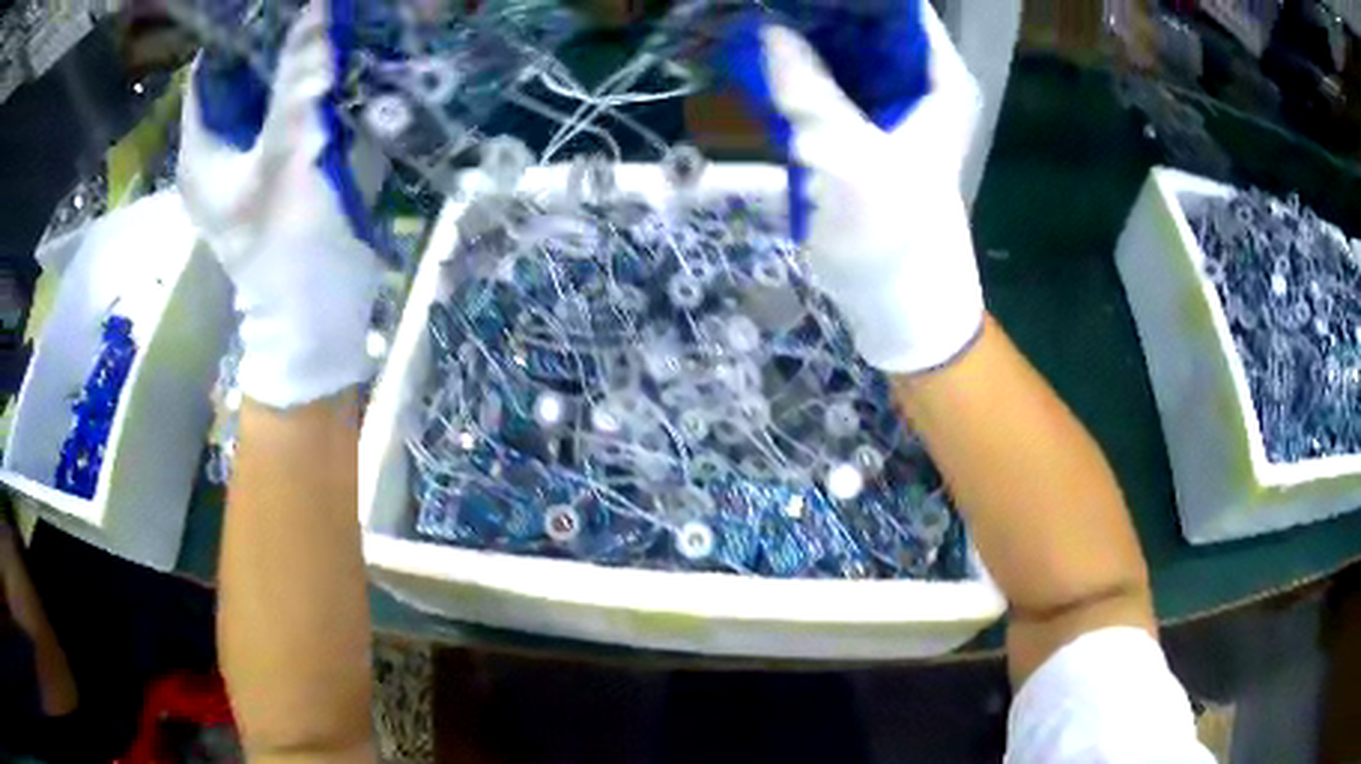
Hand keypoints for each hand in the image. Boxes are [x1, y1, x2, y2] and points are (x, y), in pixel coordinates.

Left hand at [178, 2, 386, 408]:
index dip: (240, 32)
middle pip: (240, 77)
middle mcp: (217, 150)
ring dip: (297, 65)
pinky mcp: (275, 170)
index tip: (280, 6)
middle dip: (276, 43)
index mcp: (200, 150)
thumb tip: (316, 8)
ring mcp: (247, 161)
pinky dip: (309, 92)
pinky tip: (337, 72)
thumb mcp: (287, 156)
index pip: (209, 68)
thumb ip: (297, 80)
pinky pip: (288, 115)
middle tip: (319, 13)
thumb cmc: (287, 246)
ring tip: (333, 31)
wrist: (314, 319)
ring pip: (267, 94)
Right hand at [754, 7, 984, 372]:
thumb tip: (769, 32)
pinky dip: (795, 68)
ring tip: (757, 17)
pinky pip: (824, 80)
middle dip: (819, 11)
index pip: (900, 10)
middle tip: (767, 3)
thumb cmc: (895, 228)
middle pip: (866, 22)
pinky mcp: (856, 126)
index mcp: (939, 79)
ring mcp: (885, 102)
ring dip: (802, 35)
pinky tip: (760, 54)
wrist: (897, 298)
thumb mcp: (851, 154)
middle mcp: (916, 81)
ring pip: (841, 48)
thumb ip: (809, 89)